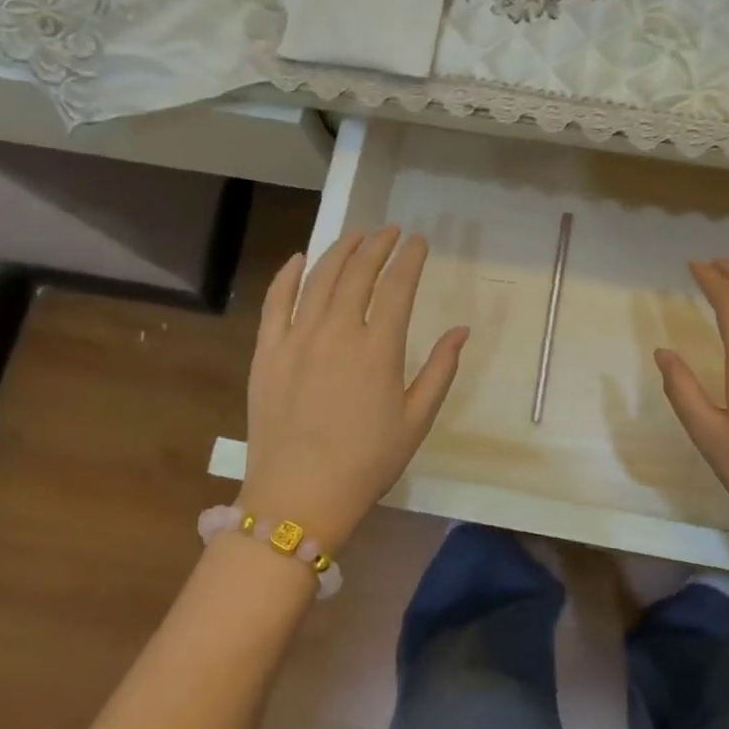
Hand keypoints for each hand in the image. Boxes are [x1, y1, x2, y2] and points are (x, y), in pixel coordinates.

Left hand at [241, 228, 468, 552]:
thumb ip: (440, 370)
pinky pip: (275, 301)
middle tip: (390, 232)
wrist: (299, 497)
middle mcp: (337, 331)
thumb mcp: (416, 420)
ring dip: (340, 250)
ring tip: (356, 236)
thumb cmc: (367, 462)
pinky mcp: (267, 352)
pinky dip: (288, 275)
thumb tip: (461, 330)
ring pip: (320, 278)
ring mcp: (297, 338)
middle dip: (378, 245)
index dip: (410, 258)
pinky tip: (300, 258)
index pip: (398, 286)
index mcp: (378, 348)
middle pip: (358, 272)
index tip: (419, 241)